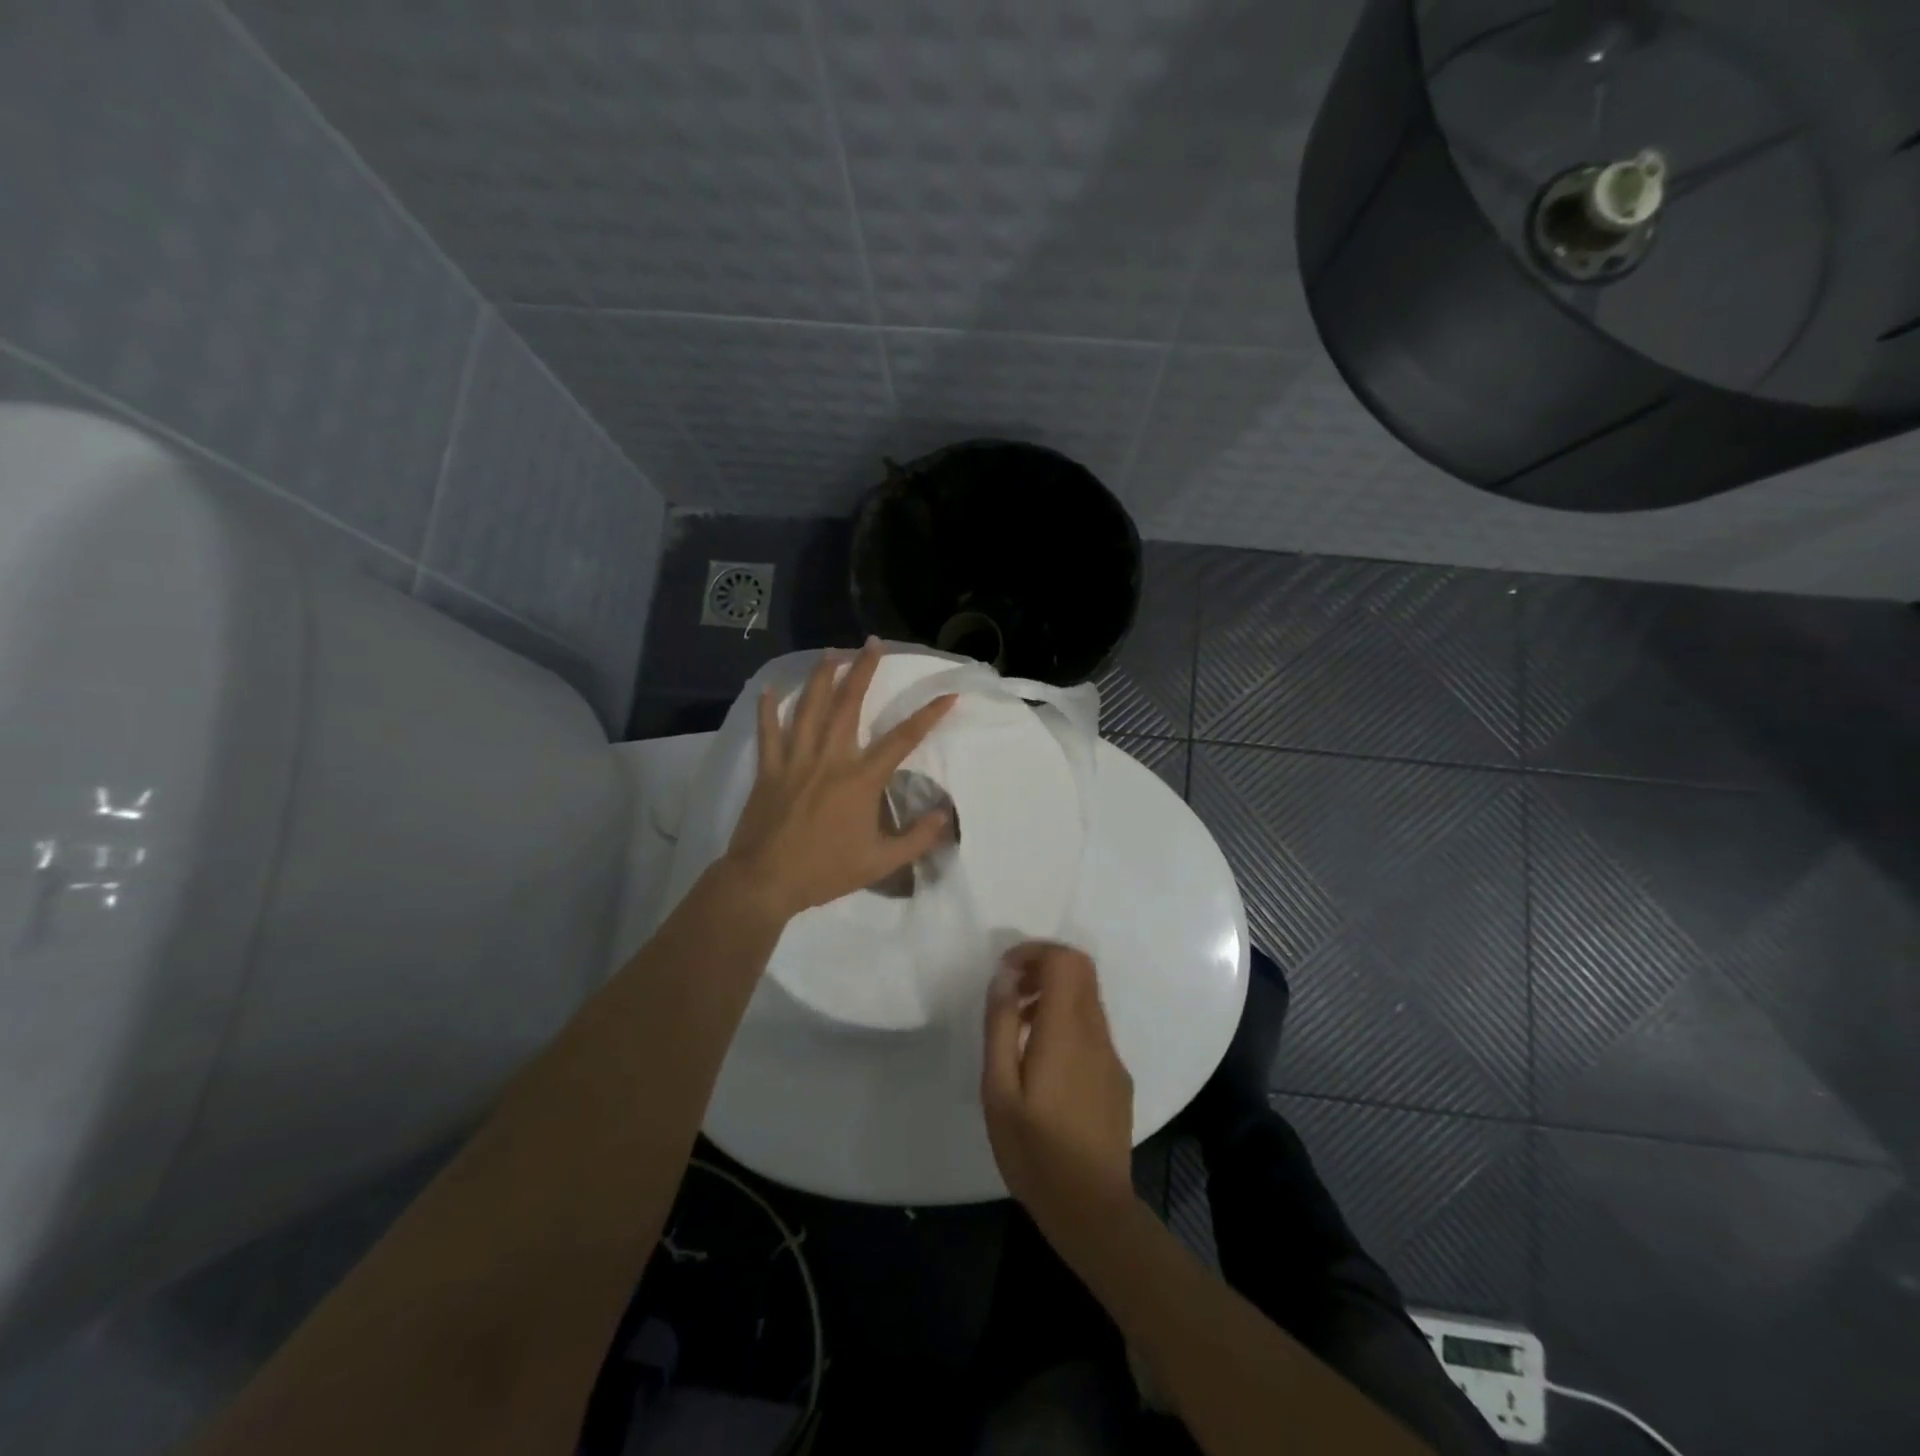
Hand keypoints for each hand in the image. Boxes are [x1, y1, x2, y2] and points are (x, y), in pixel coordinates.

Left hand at [725, 639, 955, 919]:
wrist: (766, 881)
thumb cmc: (825, 872)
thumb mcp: (880, 863)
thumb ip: (916, 839)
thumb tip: (944, 817)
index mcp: (860, 780)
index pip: (902, 740)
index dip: (928, 715)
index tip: (948, 695)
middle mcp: (830, 759)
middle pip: (849, 705)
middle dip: (863, 670)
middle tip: (872, 643)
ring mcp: (795, 760)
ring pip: (809, 708)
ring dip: (822, 677)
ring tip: (832, 651)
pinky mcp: (769, 769)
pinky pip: (768, 732)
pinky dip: (768, 709)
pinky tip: (770, 688)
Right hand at [983, 943, 1135, 1243]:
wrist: (1092, 1210)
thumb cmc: (1034, 1151)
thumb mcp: (998, 1090)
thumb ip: (1000, 1026)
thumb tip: (1004, 976)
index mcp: (1066, 1030)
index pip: (1065, 959)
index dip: (1034, 952)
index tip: (1005, 973)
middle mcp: (1096, 1033)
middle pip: (1081, 971)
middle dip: (1043, 968)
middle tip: (1009, 996)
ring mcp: (1111, 1056)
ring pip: (1087, 999)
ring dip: (1053, 996)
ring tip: (1018, 1030)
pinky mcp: (1118, 1077)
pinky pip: (1093, 1029)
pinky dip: (1066, 1022)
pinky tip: (1043, 1064)